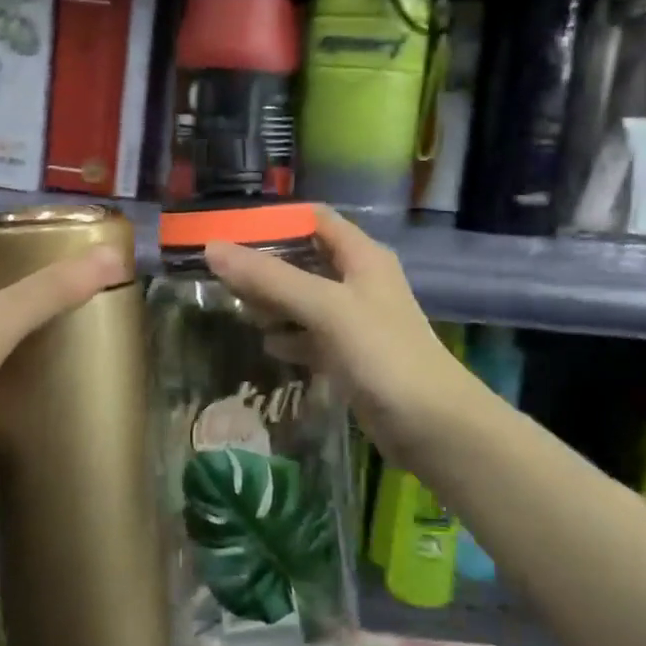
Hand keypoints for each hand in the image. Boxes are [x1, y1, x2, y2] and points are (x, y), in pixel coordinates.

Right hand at [203, 206, 480, 459]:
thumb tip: (213, 248)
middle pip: (305, 259)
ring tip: (236, 309)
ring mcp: (356, 321)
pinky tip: (267, 346)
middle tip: (221, 275)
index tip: (230, 229)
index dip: (275, 219)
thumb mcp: (325, 308)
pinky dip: (289, 337)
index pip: (314, 219)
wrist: (433, 425)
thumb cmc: (383, 354)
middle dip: (266, 265)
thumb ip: (271, 279)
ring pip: (305, 300)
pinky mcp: (351, 356)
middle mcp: (359, 281)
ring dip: (273, 303)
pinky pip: (311, 336)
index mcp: (361, 256)